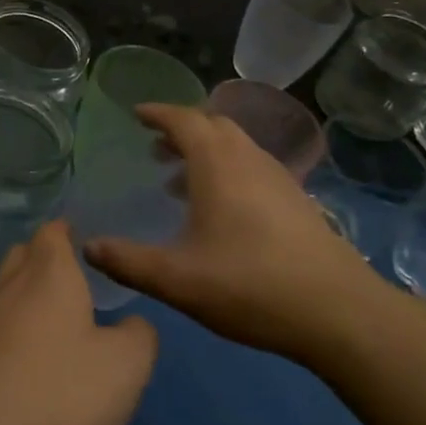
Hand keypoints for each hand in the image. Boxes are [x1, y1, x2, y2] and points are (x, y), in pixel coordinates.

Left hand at [0, 222, 156, 424]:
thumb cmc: (58, 393)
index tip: (83, 239)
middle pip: (23, 256)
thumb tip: (133, 325)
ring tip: (53, 325)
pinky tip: (25, 366)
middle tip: (72, 280)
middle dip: (44, 260)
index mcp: (49, 275)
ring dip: (25, 299)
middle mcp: (9, 287)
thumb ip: (139, 337)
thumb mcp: (125, 367)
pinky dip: (9, 335)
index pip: (52, 232)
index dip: (67, 231)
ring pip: (4, 293)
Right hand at [84, 104, 389, 363]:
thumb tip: (88, 247)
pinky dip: (227, 169)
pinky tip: (219, 208)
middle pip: (213, 124)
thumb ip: (128, 262)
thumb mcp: (176, 279)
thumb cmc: (249, 285)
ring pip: (236, 145)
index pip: (183, 120)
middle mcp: (249, 159)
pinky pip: (252, 166)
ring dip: (205, 150)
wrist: (338, 311)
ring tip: (178, 178)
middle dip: (181, 128)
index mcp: (218, 165)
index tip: (135, 114)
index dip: (157, 113)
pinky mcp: (296, 200)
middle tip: (155, 146)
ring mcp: (278, 178)